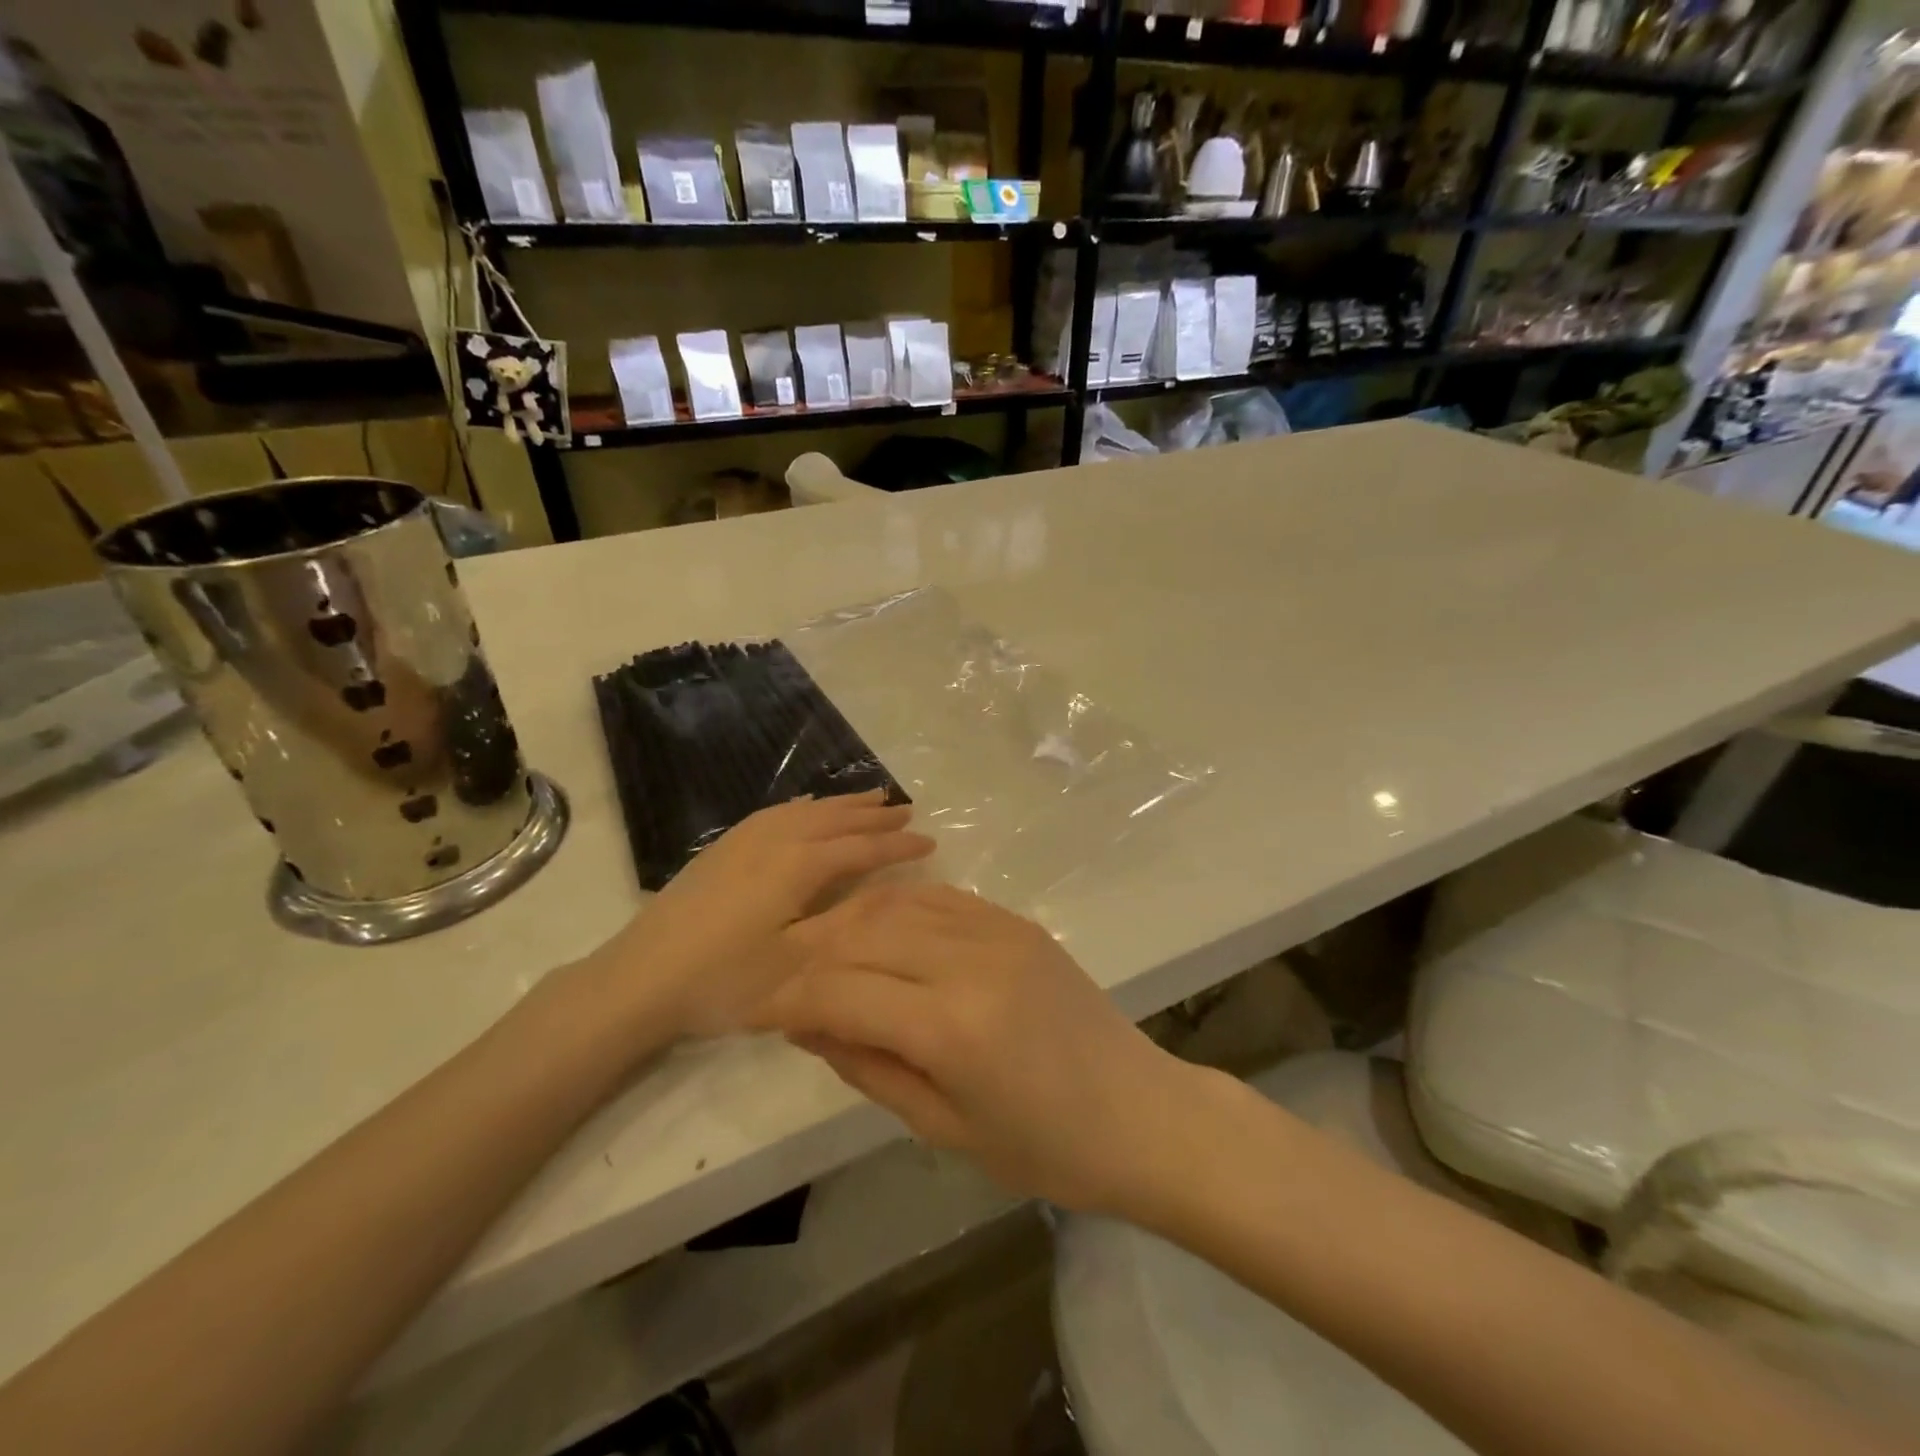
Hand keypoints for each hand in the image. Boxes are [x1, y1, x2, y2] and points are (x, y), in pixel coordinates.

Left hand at [584, 792, 934, 1039]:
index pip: (862, 847)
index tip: (931, 841)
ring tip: (870, 796)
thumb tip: (887, 892)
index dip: (897, 844)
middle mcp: (776, 840)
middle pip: (835, 819)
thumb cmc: (724, 980)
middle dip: (874, 814)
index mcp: (798, 865)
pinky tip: (807, 806)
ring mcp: (745, 840)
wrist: (640, 979)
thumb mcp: (796, 962)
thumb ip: (845, 922)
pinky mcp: (723, 848)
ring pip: (806, 810)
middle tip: (908, 809)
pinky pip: (776, 813)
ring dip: (842, 804)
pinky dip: (804, 806)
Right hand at [753, 884, 1197, 1214]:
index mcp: (951, 1026)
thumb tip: (807, 1023)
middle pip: (860, 934)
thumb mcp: (943, 1126)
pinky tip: (877, 929)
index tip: (757, 1013)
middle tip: (784, 986)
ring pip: (894, 904)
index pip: (841, 990)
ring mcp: (997, 930)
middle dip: (809, 958)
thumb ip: (868, 1066)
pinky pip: (937, 897)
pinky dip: (895, 907)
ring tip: (822, 957)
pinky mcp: (1015, 920)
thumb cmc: (1045, 1148)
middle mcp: (969, 959)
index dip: (788, 999)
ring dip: (847, 925)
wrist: (1139, 1112)